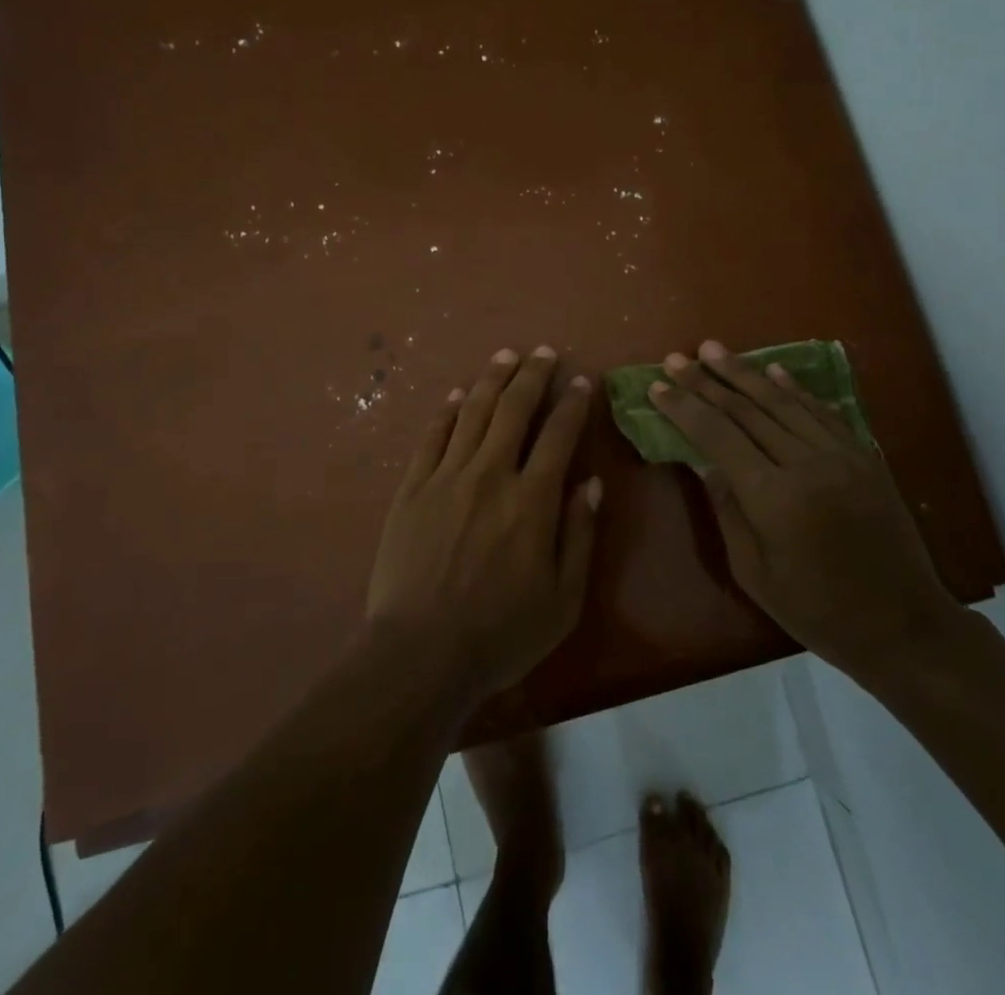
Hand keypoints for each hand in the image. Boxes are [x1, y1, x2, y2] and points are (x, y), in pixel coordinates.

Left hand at [366, 346, 601, 701]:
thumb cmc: (501, 633)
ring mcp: (446, 476)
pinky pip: (432, 436)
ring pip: (473, 411)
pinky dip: (447, 410)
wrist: (420, 653)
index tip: (581, 381)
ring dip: (492, 379)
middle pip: (514, 408)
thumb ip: (580, 535)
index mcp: (532, 500)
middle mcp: (490, 474)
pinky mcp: (412, 487)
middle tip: (543, 352)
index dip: (572, 403)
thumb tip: (592, 483)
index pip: (558, 435)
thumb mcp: (563, 599)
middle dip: (532, 374)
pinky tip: (456, 394)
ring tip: (505, 355)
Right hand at [648, 340, 963, 687]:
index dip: (684, 408)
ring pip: (782, 402)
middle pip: (746, 411)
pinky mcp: (864, 456)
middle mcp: (806, 465)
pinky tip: (772, 370)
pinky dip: (794, 389)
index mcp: (774, 498)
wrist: (904, 626)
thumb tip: (702, 461)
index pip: (717, 436)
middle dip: (706, 381)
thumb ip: (727, 510)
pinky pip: (822, 412)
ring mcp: (841, 456)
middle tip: (676, 358)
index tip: (657, 387)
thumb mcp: (754, 573)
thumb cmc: (818, 612)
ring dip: (744, 373)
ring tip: (713, 349)